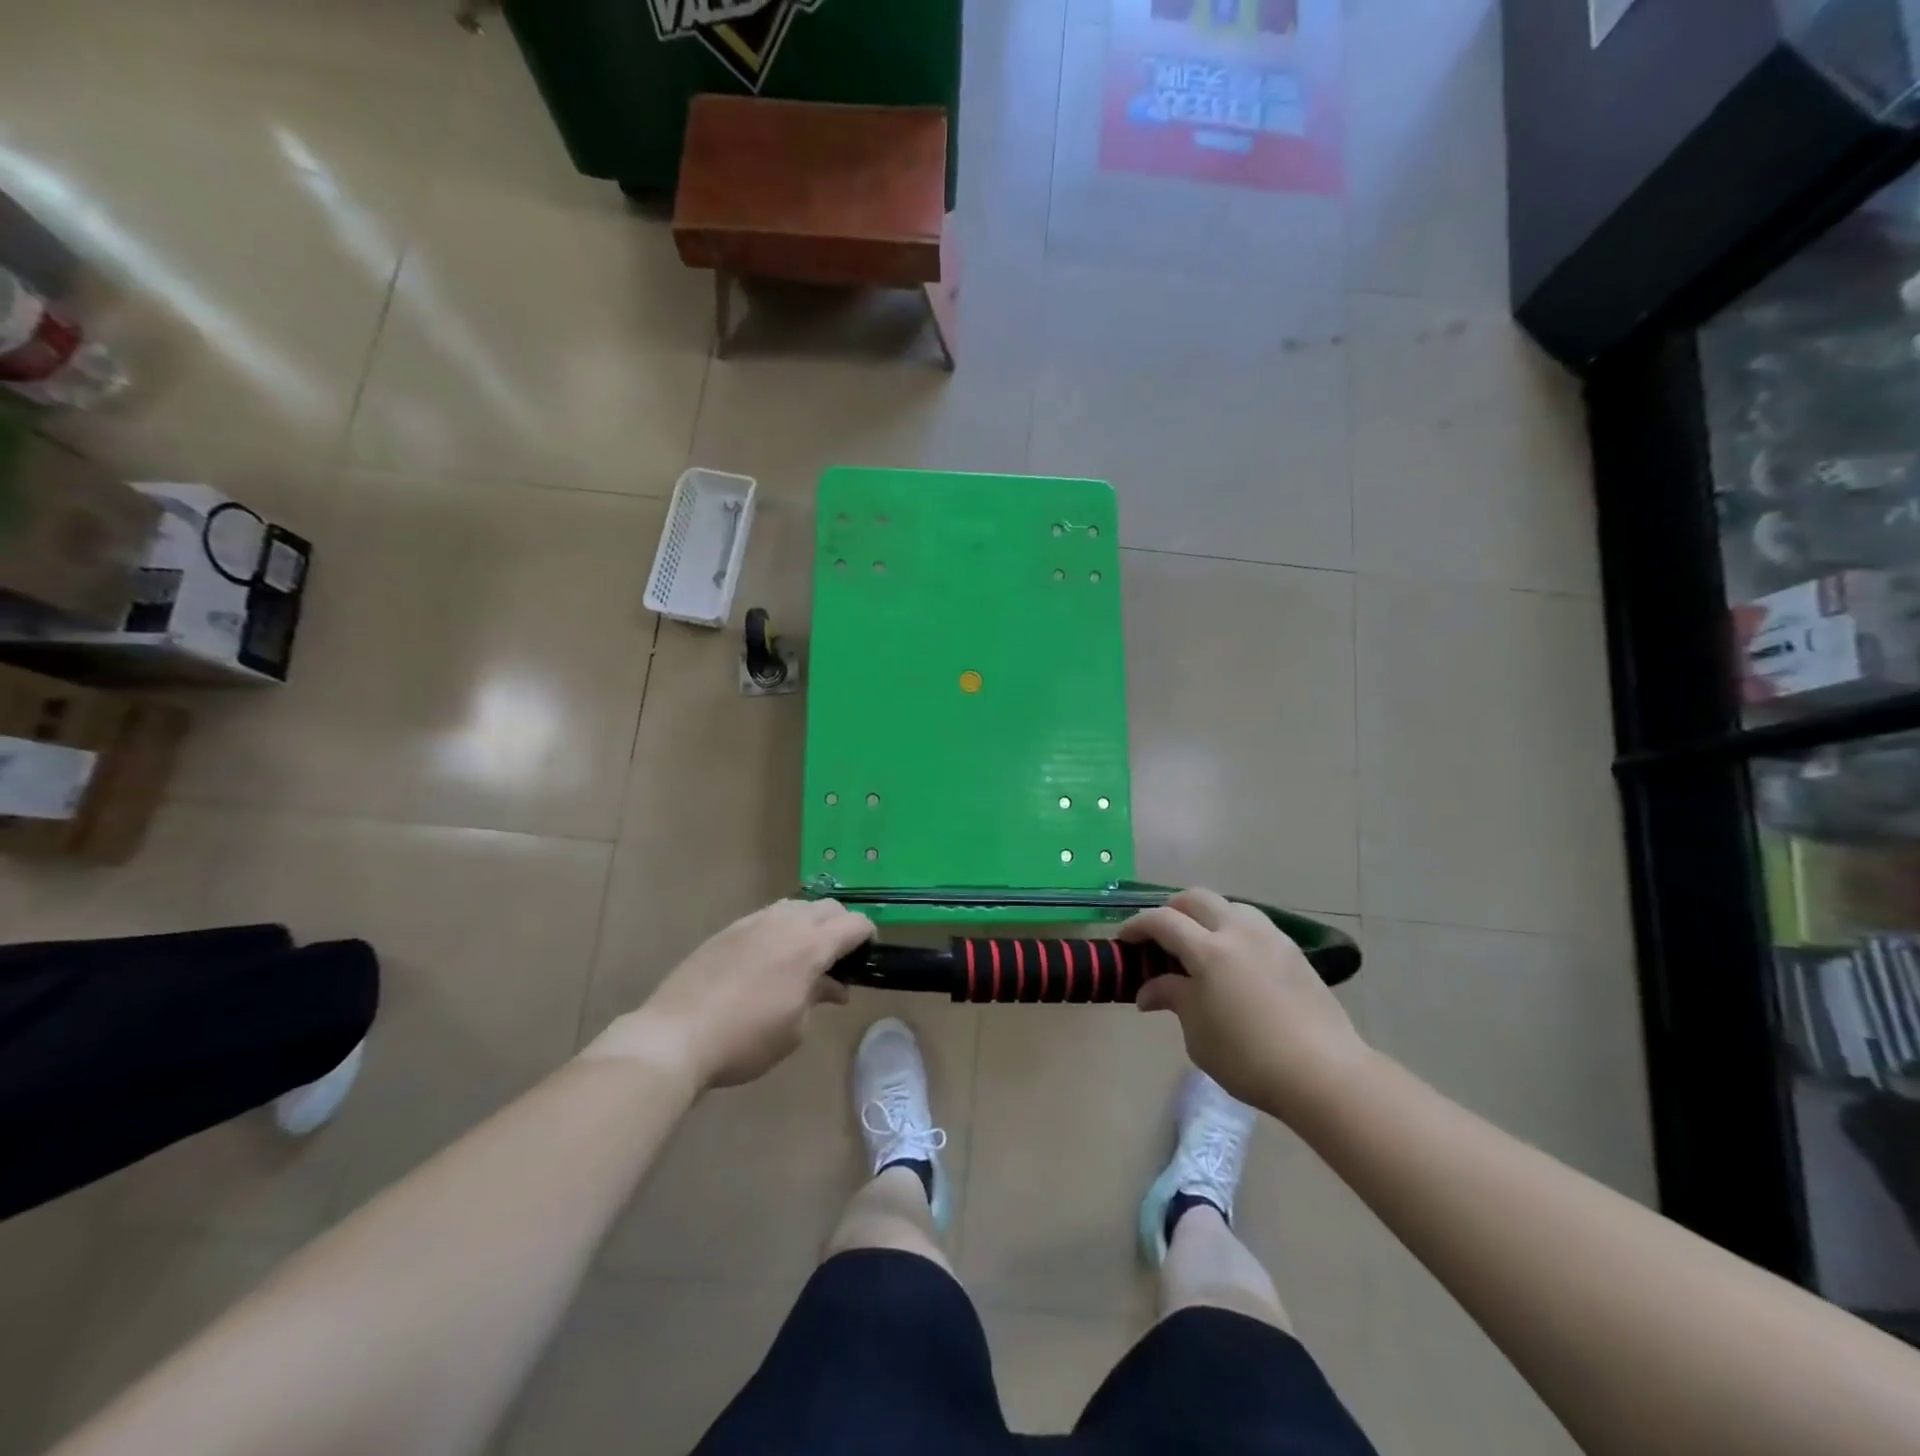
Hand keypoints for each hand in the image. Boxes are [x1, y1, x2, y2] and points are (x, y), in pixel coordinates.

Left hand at [596, 900, 872, 1089]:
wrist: (676, 1036)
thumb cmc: (746, 1040)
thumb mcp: (794, 1029)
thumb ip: (818, 997)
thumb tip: (834, 987)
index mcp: (810, 946)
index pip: (855, 923)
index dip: (868, 937)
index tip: (867, 957)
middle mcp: (786, 923)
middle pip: (828, 907)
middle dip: (842, 925)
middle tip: (840, 958)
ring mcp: (754, 921)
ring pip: (797, 906)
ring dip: (811, 923)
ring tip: (805, 956)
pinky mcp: (729, 929)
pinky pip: (768, 916)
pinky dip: (782, 928)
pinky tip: (771, 959)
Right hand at [1121, 888, 1369, 1118]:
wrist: (1323, 1073)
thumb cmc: (1248, 1058)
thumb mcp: (1198, 1033)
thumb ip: (1173, 999)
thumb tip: (1148, 991)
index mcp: (1209, 950)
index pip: (1163, 921)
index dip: (1138, 926)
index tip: (1125, 940)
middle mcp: (1238, 931)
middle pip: (1195, 898)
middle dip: (1171, 911)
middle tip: (1160, 938)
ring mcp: (1270, 937)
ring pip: (1228, 905)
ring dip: (1205, 916)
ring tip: (1199, 946)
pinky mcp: (1292, 951)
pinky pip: (1253, 924)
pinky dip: (1232, 929)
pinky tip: (1233, 960)